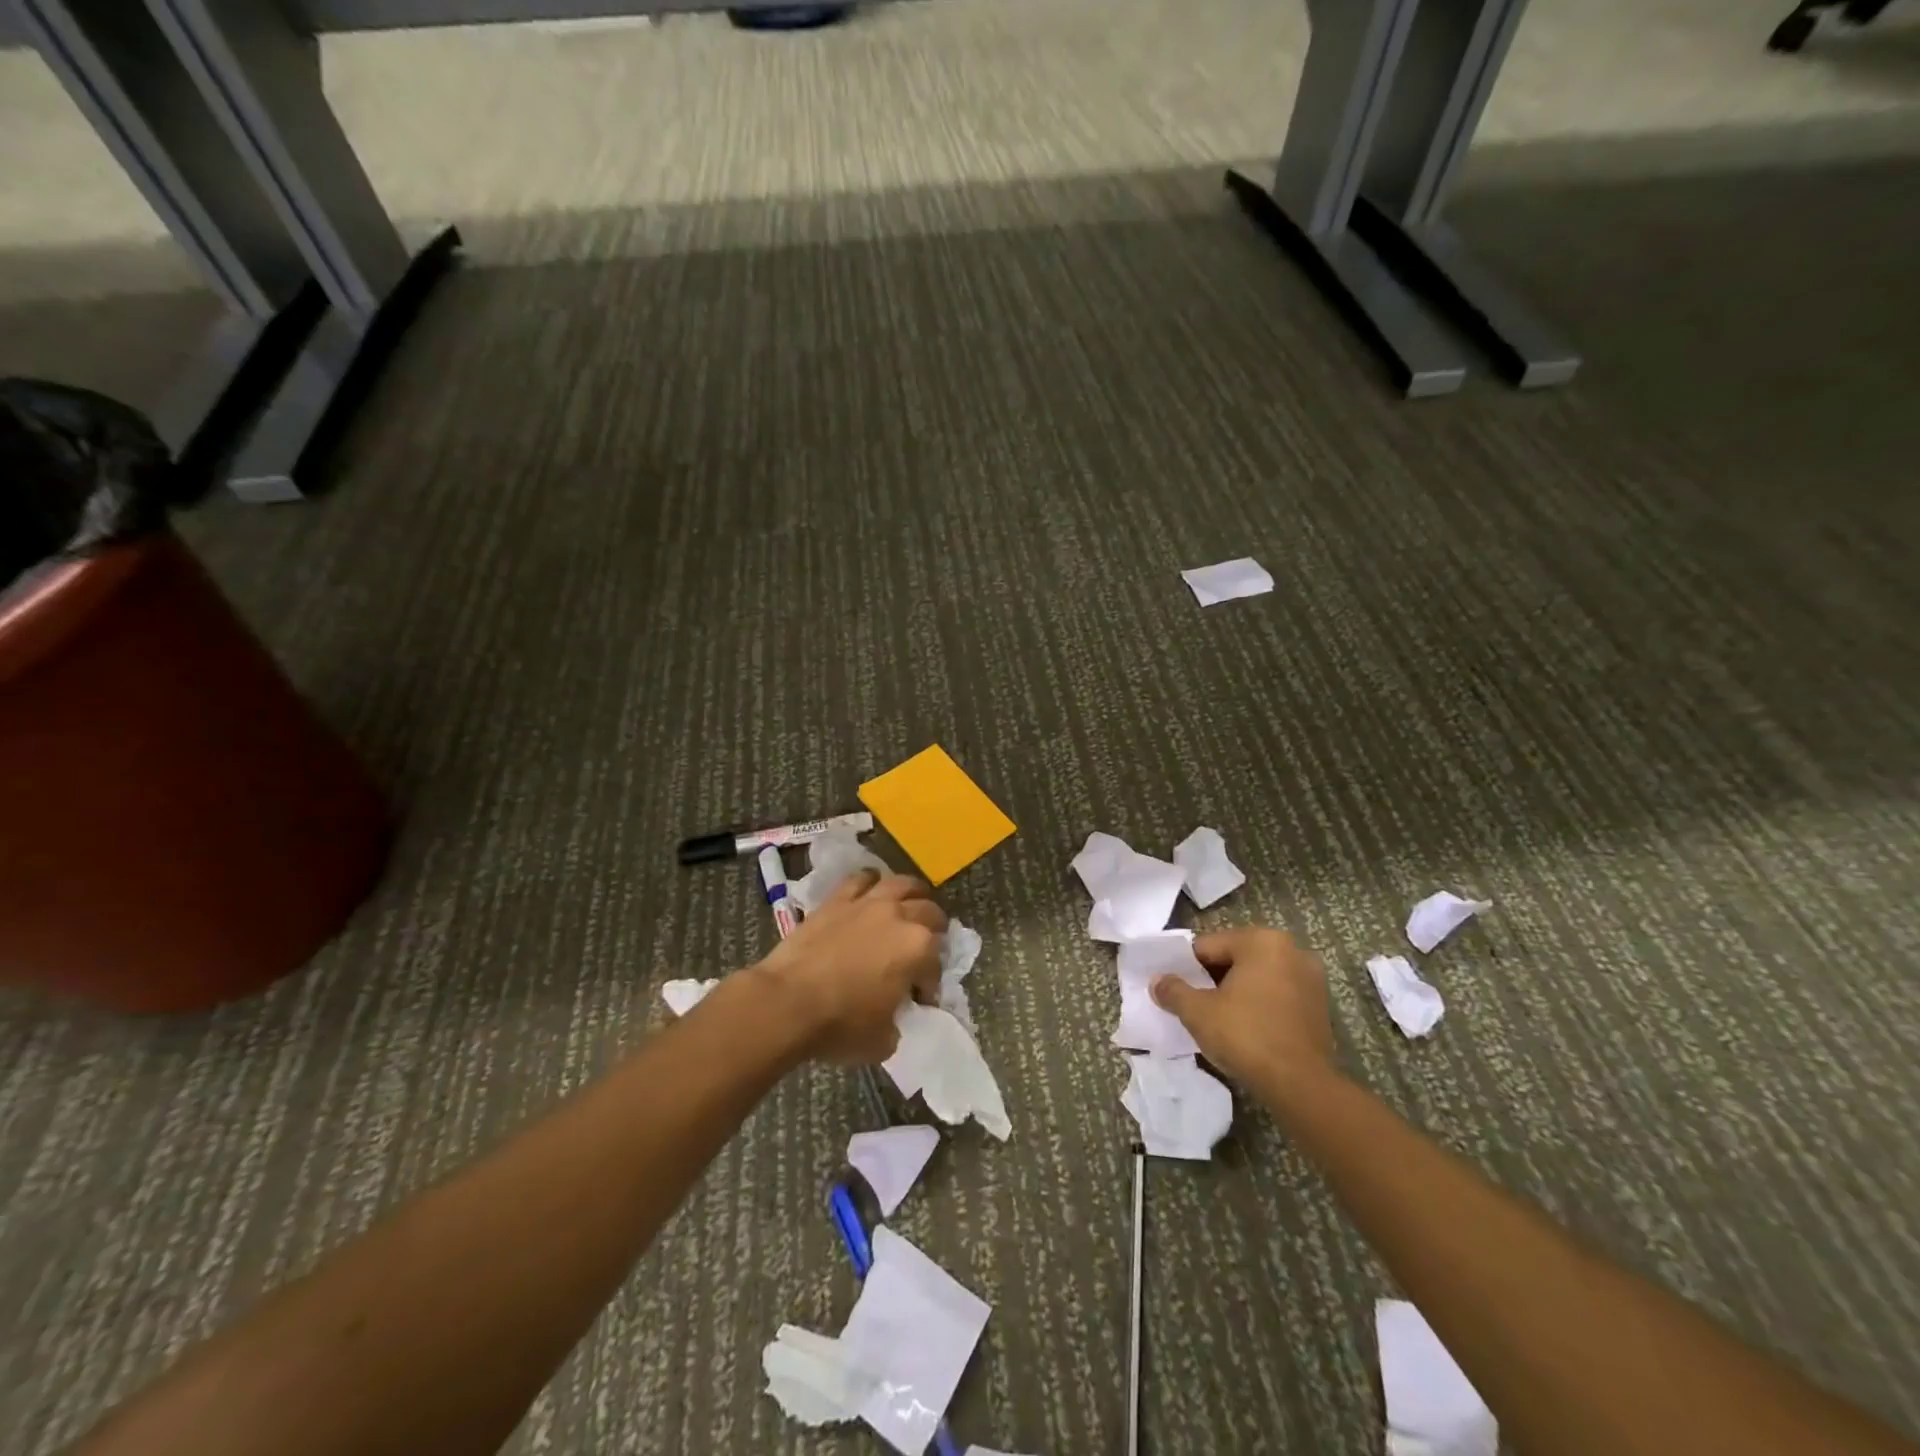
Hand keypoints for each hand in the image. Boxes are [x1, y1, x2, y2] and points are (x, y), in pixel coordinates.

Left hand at [759, 872, 944, 1062]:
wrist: (786, 1003)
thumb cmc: (839, 1025)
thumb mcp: (883, 1041)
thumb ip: (898, 1022)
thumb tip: (894, 1015)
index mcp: (918, 949)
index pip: (936, 964)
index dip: (930, 983)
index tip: (919, 998)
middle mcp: (899, 916)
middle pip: (930, 912)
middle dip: (933, 930)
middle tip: (924, 947)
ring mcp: (867, 903)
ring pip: (902, 884)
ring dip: (913, 894)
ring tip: (910, 906)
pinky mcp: (838, 899)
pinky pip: (862, 879)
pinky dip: (872, 883)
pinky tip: (871, 892)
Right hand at [1150, 928, 1336, 1097]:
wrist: (1300, 1086)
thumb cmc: (1246, 1035)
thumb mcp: (1197, 1012)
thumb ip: (1173, 991)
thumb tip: (1157, 981)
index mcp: (1262, 941)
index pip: (1208, 946)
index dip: (1186, 968)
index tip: (1176, 989)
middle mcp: (1291, 950)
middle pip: (1235, 959)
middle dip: (1213, 979)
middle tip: (1194, 1004)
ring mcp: (1311, 979)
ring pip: (1258, 978)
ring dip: (1237, 993)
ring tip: (1218, 1019)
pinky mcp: (1321, 1007)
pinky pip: (1277, 996)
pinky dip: (1259, 1006)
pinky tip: (1246, 1030)